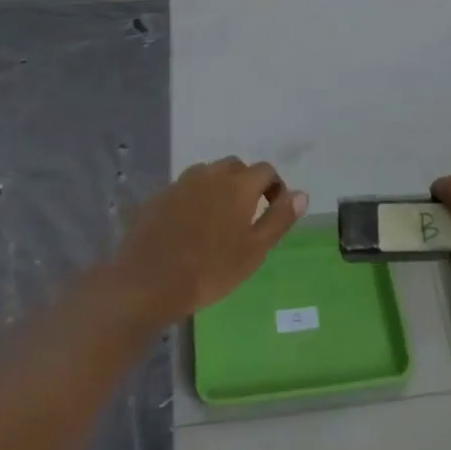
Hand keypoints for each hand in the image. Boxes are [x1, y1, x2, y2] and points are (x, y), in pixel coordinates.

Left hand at [115, 157, 305, 324]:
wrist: (149, 282)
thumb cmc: (210, 270)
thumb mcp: (254, 251)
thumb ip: (279, 219)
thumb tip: (301, 194)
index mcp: (238, 185)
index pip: (266, 171)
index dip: (274, 188)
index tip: (274, 210)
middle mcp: (211, 174)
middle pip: (235, 167)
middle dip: (246, 184)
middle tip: (247, 215)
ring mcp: (182, 182)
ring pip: (209, 174)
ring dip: (219, 187)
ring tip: (218, 219)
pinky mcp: (160, 195)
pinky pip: (185, 188)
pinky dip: (194, 198)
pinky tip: (189, 225)